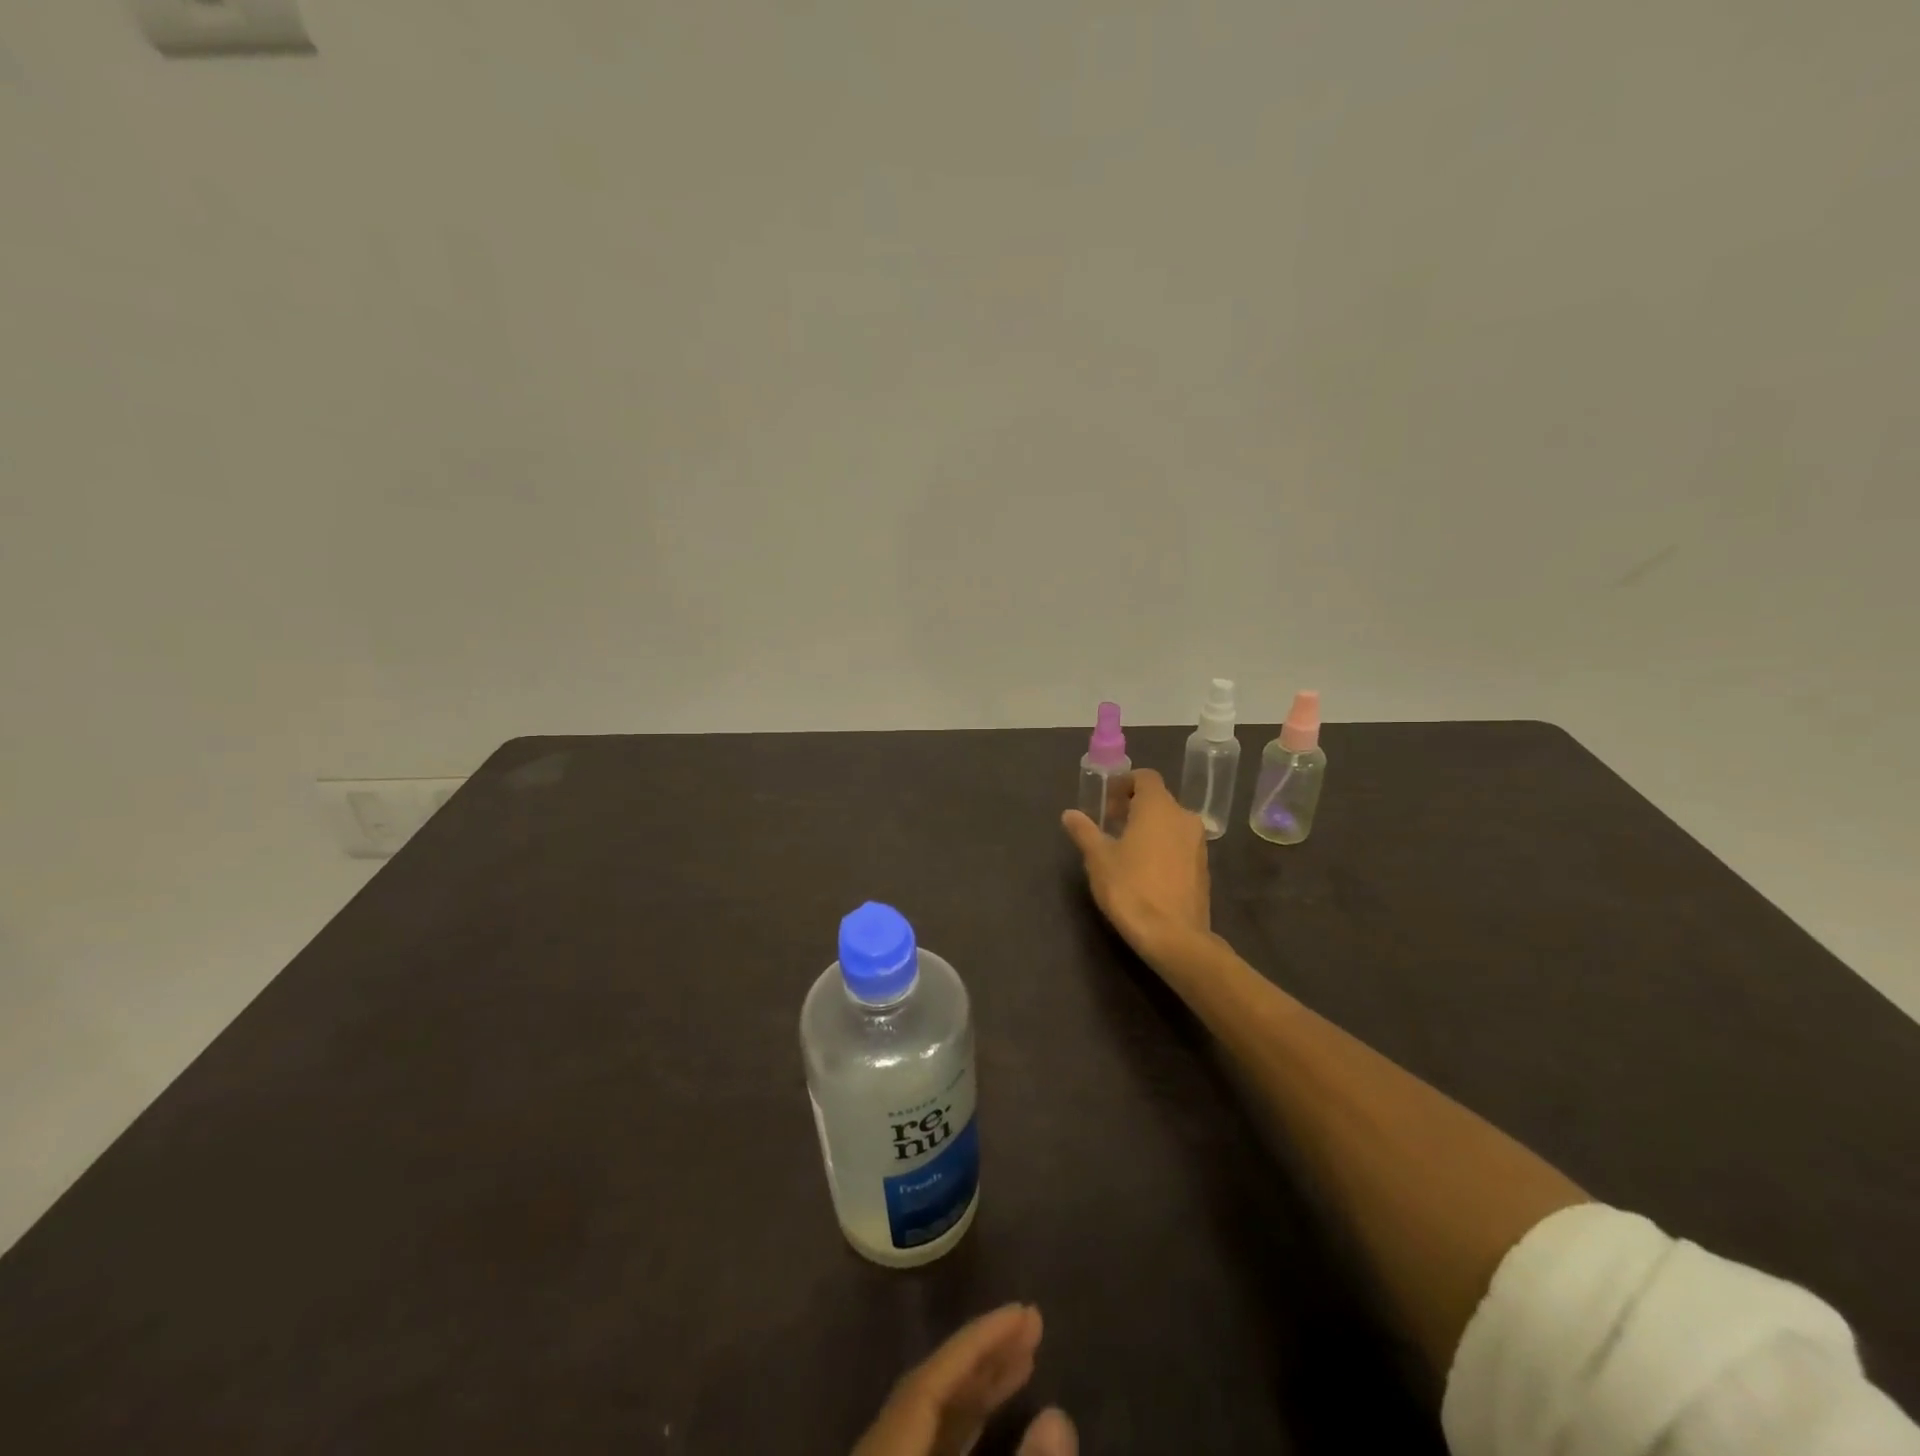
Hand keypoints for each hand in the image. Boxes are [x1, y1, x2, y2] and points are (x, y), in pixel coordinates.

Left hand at [852, 1304, 1076, 1455]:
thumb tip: (1062, 1415)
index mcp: (884, 1446)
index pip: (930, 1377)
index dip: (978, 1339)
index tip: (1023, 1310)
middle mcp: (877, 1448)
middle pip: (930, 1392)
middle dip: (983, 1356)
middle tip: (1033, 1323)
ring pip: (930, 1422)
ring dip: (979, 1390)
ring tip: (1025, 1357)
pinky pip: (929, 1447)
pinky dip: (966, 1428)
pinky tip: (995, 1413)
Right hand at [1061, 768, 1209, 963]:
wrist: (1173, 936)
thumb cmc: (1130, 889)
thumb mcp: (1098, 859)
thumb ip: (1084, 831)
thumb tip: (1070, 814)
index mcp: (1158, 807)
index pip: (1145, 777)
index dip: (1124, 784)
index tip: (1106, 802)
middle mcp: (1184, 817)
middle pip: (1158, 800)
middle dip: (1134, 807)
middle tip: (1110, 825)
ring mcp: (1198, 843)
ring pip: (1171, 823)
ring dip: (1149, 828)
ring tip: (1125, 850)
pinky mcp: (1204, 868)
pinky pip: (1180, 845)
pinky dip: (1163, 847)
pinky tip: (1146, 871)